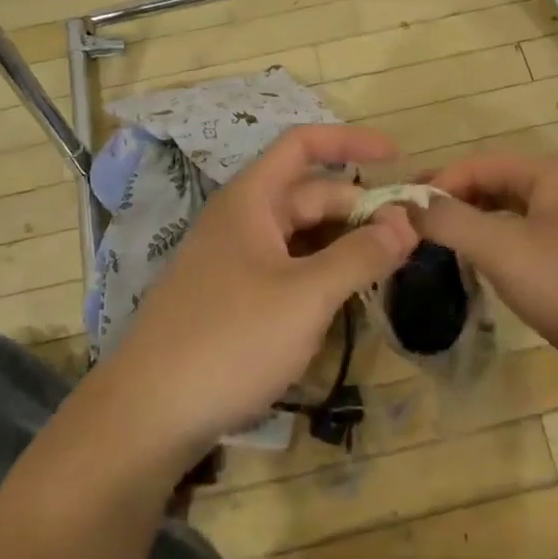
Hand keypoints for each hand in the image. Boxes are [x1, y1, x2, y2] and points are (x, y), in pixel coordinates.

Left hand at [99, 125, 416, 457]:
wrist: (146, 417)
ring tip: (388, 267)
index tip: (397, 157)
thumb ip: (361, 255)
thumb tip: (407, 222)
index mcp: (251, 200)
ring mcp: (235, 260)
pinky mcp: (233, 297)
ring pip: (302, 236)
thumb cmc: (229, 340)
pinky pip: (288, 268)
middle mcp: (242, 220)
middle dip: (360, 210)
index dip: (351, 142)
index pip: (303, 145)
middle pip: (311, 196)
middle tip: (411, 238)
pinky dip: (322, 274)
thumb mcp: (306, 296)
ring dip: (345, 245)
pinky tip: (346, 300)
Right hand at [412, 151, 557, 375]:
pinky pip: (524, 234)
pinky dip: (495, 240)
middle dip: (453, 199)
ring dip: (472, 220)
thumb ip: (452, 221)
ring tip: (437, 240)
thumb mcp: (504, 250)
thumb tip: (407, 204)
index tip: (403, 211)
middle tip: (412, 223)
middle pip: (494, 182)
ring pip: (509, 209)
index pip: (478, 163)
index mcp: (548, 173)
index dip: (437, 182)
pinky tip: (479, 262)